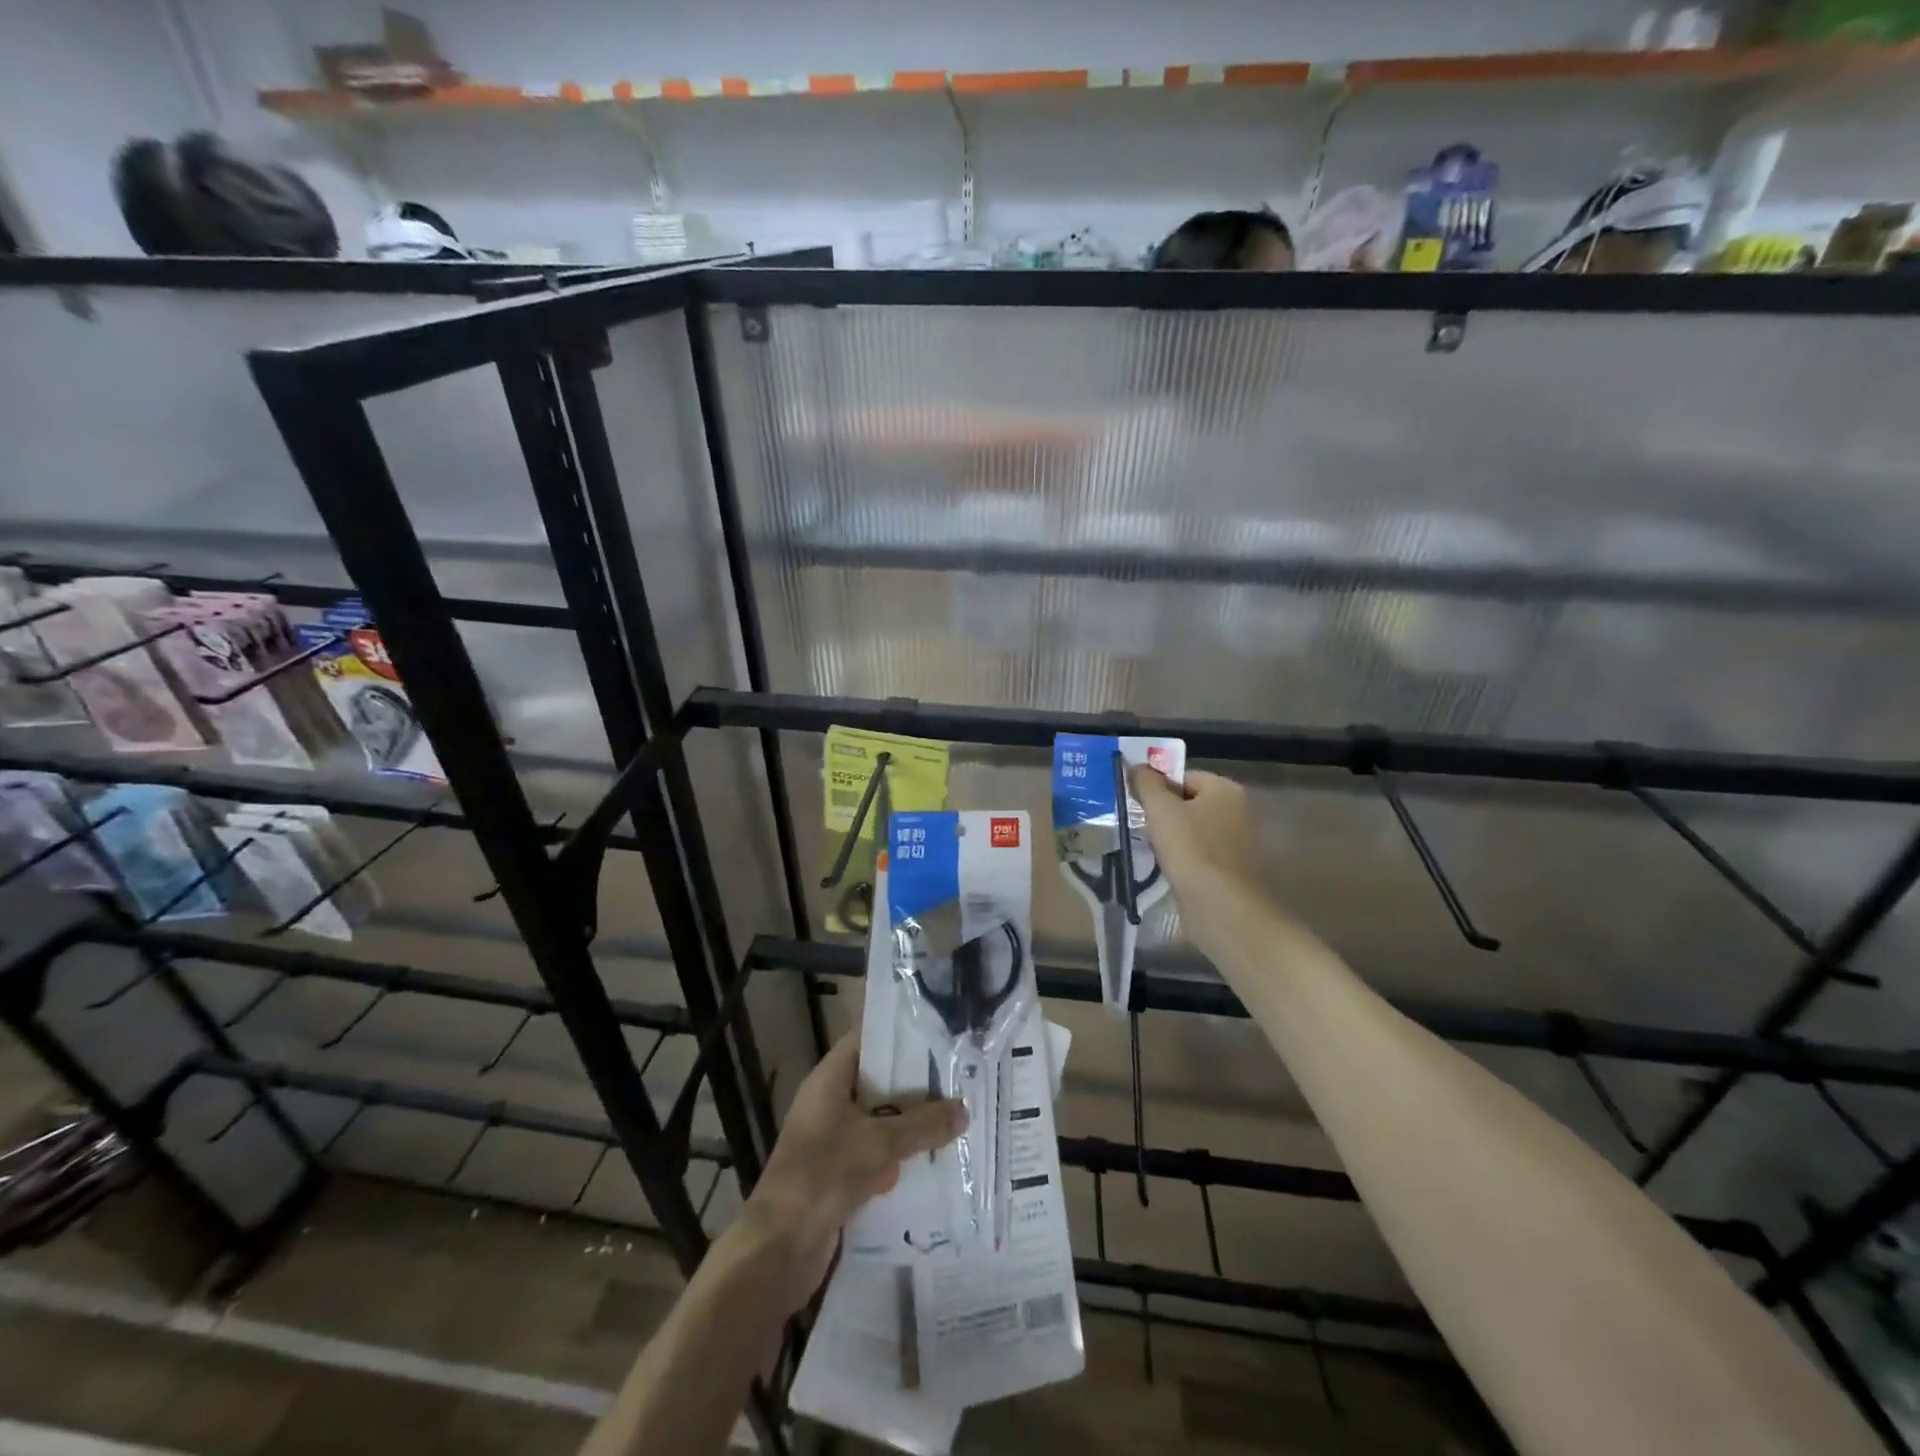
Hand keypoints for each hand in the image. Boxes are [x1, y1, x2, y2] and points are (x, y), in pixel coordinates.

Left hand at [738, 1032, 964, 1315]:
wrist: (778, 1251)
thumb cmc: (823, 1177)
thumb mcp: (878, 1145)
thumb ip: (922, 1125)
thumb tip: (964, 1109)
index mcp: (828, 1082)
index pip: (866, 1041)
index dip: (899, 1036)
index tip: (938, 1035)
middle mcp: (829, 1104)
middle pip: (878, 1083)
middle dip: (915, 1085)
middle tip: (959, 1079)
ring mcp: (832, 1141)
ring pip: (880, 1122)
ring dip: (911, 1126)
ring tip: (956, 1120)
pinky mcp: (839, 1176)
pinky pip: (877, 1156)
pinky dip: (900, 1159)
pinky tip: (935, 1164)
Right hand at [1130, 766, 1259, 895]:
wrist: (1218, 905)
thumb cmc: (1190, 849)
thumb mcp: (1161, 809)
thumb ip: (1146, 783)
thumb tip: (1136, 766)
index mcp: (1225, 789)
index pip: (1183, 775)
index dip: (1156, 786)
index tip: (1136, 802)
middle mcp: (1236, 810)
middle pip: (1188, 801)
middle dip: (1162, 812)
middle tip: (1139, 823)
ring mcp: (1235, 841)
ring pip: (1191, 828)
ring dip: (1169, 836)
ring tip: (1149, 846)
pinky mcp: (1229, 868)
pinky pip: (1197, 852)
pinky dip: (1181, 856)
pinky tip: (1166, 866)